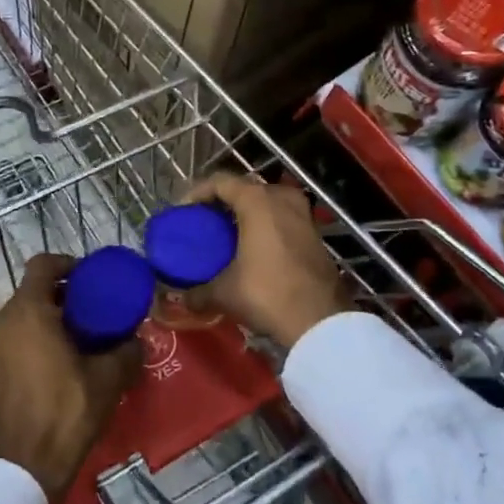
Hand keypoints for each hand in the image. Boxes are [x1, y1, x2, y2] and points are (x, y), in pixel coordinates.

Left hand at [0, 255, 140, 503]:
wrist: (23, 467)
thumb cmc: (66, 411)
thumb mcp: (109, 378)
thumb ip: (126, 350)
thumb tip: (136, 339)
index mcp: (28, 311)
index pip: (43, 265)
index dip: (68, 264)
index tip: (91, 278)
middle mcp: (3, 320)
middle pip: (33, 291)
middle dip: (63, 295)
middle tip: (93, 310)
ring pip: (23, 316)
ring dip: (49, 318)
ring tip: (80, 338)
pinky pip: (14, 339)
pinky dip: (35, 339)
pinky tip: (60, 362)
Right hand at [180, 173, 348, 350]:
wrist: (320, 321)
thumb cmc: (267, 294)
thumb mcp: (225, 293)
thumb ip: (198, 292)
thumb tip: (183, 298)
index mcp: (257, 201)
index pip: (220, 182)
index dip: (198, 192)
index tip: (183, 211)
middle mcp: (282, 199)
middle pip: (246, 188)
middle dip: (224, 201)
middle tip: (206, 220)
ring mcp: (303, 215)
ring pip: (269, 202)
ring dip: (249, 212)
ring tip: (231, 233)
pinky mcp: (315, 234)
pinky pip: (284, 217)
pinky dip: (267, 225)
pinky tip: (256, 247)